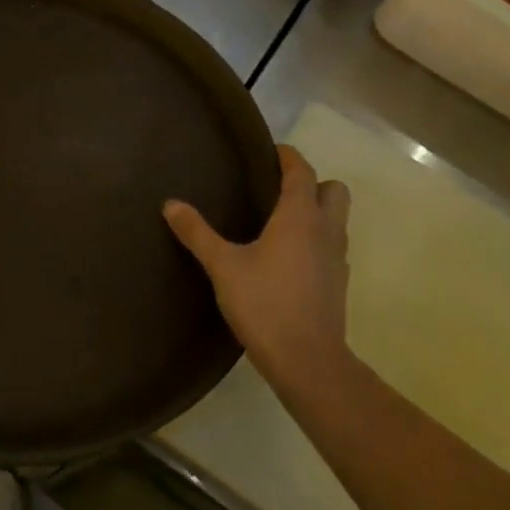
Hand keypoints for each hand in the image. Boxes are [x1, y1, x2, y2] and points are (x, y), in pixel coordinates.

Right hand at [163, 144, 352, 385]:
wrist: (306, 359)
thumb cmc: (264, 303)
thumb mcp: (223, 266)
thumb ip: (197, 233)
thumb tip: (171, 204)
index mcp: (300, 217)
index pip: (302, 172)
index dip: (288, 157)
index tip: (270, 151)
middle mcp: (326, 230)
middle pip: (333, 190)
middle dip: (311, 182)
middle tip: (276, 190)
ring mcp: (337, 258)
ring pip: (337, 219)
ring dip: (316, 211)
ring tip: (279, 222)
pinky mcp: (338, 283)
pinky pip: (332, 246)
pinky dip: (316, 239)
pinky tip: (287, 257)